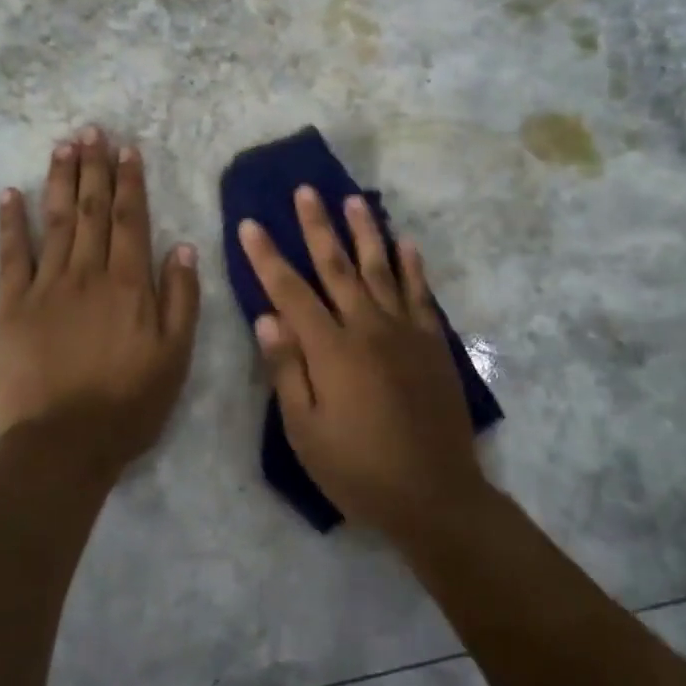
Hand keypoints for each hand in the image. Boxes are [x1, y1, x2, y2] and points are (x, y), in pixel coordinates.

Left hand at [0, 128, 200, 475]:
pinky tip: (11, 194)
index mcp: (129, 285)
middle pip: (90, 210)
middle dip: (93, 168)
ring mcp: (46, 287)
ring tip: (63, 145)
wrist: (63, 445)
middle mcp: (88, 274)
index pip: (129, 220)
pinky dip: (12, 222)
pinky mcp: (11, 307)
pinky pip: (12, 256)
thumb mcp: (175, 357)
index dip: (128, 182)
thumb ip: (180, 300)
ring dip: (59, 180)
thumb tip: (182, 248)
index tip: (126, 150)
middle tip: (91, 131)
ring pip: (55, 221)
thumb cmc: (128, 404)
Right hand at [238, 188, 484, 537]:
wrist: (435, 494)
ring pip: (380, 269)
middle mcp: (368, 328)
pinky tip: (406, 242)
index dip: (267, 257)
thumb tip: (266, 317)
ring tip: (353, 199)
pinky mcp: (433, 343)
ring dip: (365, 231)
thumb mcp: (306, 431)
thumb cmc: (358, 469)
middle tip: (306, 191)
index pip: (290, 291)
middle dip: (317, 227)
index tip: (250, 223)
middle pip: (337, 266)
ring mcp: (405, 332)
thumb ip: (286, 370)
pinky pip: (420, 293)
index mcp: (331, 350)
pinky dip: (412, 265)